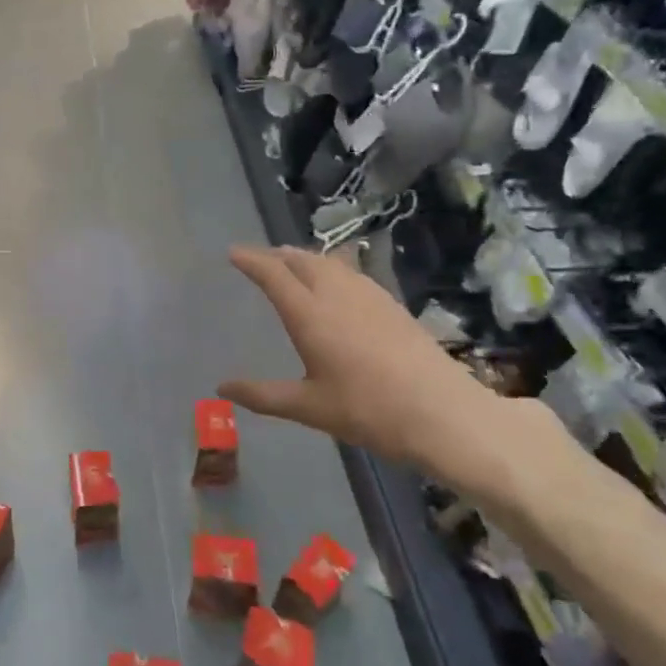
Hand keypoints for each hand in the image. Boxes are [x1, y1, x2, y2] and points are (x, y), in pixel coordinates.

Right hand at [218, 246, 546, 497]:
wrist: (443, 413)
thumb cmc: (368, 411)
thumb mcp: (308, 407)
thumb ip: (262, 395)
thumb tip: (221, 387)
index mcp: (310, 315)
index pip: (273, 275)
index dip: (251, 261)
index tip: (233, 252)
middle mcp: (337, 295)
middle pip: (302, 260)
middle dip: (277, 254)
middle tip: (260, 259)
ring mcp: (369, 297)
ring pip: (330, 263)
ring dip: (306, 258)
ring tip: (293, 264)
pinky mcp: (392, 305)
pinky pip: (352, 274)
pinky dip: (332, 269)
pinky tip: (337, 285)